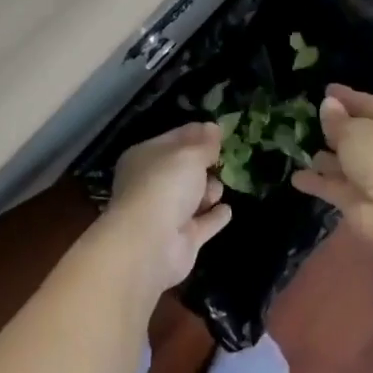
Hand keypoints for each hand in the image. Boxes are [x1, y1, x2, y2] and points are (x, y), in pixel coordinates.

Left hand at [106, 122, 233, 292]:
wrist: (150, 244)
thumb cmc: (165, 185)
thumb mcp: (189, 154)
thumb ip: (204, 143)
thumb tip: (214, 127)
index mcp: (145, 157)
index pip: (174, 139)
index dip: (196, 134)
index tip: (218, 131)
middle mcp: (152, 184)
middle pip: (184, 169)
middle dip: (203, 164)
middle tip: (222, 159)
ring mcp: (166, 214)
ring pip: (193, 196)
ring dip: (209, 191)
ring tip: (214, 191)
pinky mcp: (182, 240)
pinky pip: (203, 223)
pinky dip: (214, 217)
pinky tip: (226, 210)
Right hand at [291, 83, 372, 250]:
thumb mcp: (355, 130)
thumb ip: (337, 119)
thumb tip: (328, 105)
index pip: (369, 104)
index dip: (347, 97)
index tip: (326, 89)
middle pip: (357, 135)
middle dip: (335, 129)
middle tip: (309, 119)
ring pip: (345, 163)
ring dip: (325, 158)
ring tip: (300, 148)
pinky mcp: (358, 202)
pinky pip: (334, 186)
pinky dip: (317, 182)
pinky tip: (296, 178)